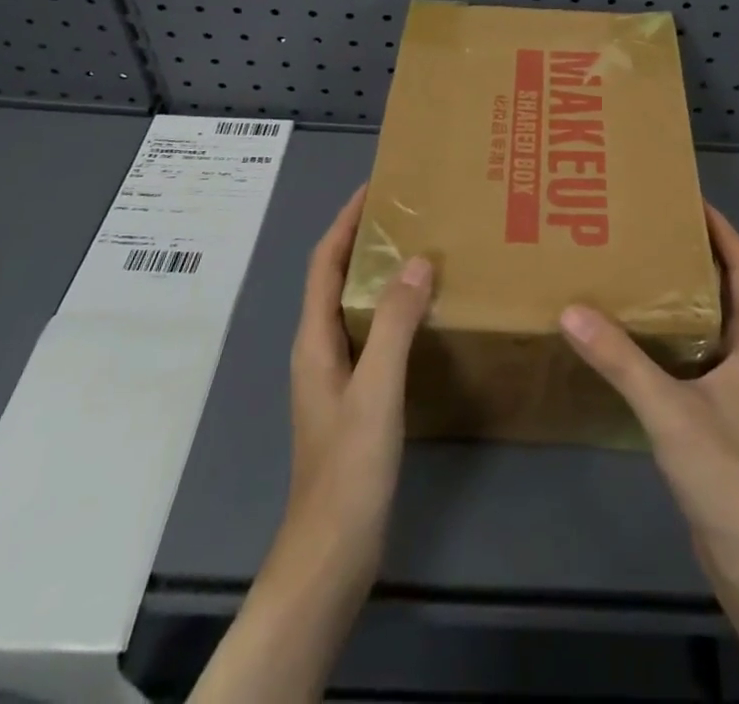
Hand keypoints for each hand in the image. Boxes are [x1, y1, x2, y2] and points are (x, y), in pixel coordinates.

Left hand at [190, 186, 433, 703]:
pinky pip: (371, 333)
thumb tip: (418, 261)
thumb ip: (395, 324)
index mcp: (314, 339)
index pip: (324, 262)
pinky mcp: (353, 397)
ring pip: (355, 306)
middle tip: (410, 213)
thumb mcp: (376, 389)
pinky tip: (425, 315)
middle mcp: (318, 348)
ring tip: (423, 250)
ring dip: (380, 273)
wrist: (332, 552)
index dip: (346, 221)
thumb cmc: (349, 467)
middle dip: (365, 239)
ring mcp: (334, 374)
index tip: (375, 187)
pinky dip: (392, 310)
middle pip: (336, 278)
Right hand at [559, 204, 738, 560]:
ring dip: (681, 295)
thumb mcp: (668, 408)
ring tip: (636, 270)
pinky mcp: (718, 411)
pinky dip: (670, 334)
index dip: (723, 230)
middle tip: (649, 230)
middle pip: (728, 288)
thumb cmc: (724, 470)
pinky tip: (634, 335)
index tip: (690, 200)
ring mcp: (736, 385)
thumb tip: (572, 310)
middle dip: (695, 255)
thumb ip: (620, 360)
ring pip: (710, 322)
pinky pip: (694, 353)